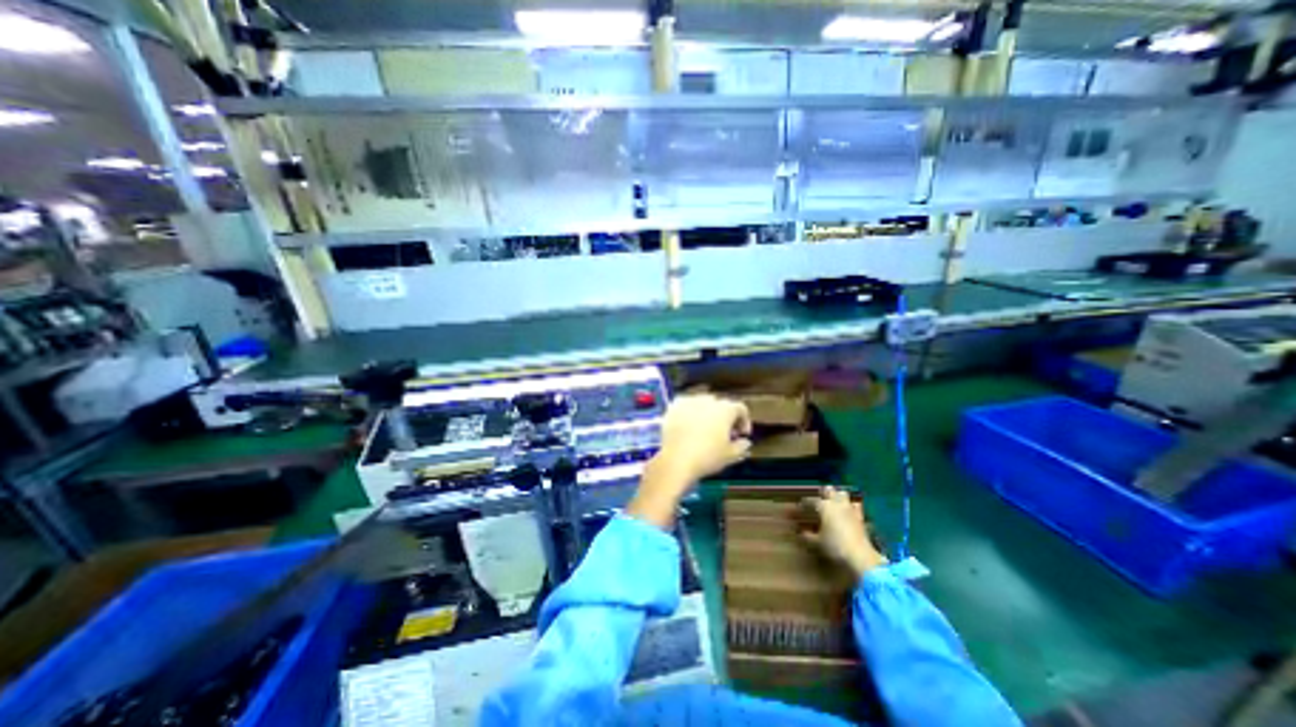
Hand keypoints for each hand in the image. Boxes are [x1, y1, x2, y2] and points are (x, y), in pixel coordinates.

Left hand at [625, 392, 748, 528]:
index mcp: (725, 409)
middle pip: (721, 405)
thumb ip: (741, 446)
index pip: (740, 408)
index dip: (744, 421)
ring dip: (707, 414)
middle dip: (725, 417)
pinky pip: (686, 406)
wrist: (676, 460)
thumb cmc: (707, 457)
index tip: (741, 435)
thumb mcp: (731, 455)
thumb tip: (745, 441)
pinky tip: (688, 426)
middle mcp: (708, 400)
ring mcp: (689, 401)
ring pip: (703, 404)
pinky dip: (690, 413)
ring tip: (705, 429)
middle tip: (724, 433)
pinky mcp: (674, 406)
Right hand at [806, 485, 886, 581]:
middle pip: (829, 490)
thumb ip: (808, 536)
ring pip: (843, 494)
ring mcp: (850, 509)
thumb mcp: (817, 542)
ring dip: (837, 496)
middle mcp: (836, 503)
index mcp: (824, 506)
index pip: (810, 501)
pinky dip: (850, 506)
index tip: (799, 508)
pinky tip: (848, 512)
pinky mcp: (860, 517)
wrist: (861, 557)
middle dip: (823, 492)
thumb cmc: (835, 546)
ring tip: (833, 503)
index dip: (804, 504)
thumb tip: (801, 532)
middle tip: (818, 500)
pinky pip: (855, 506)